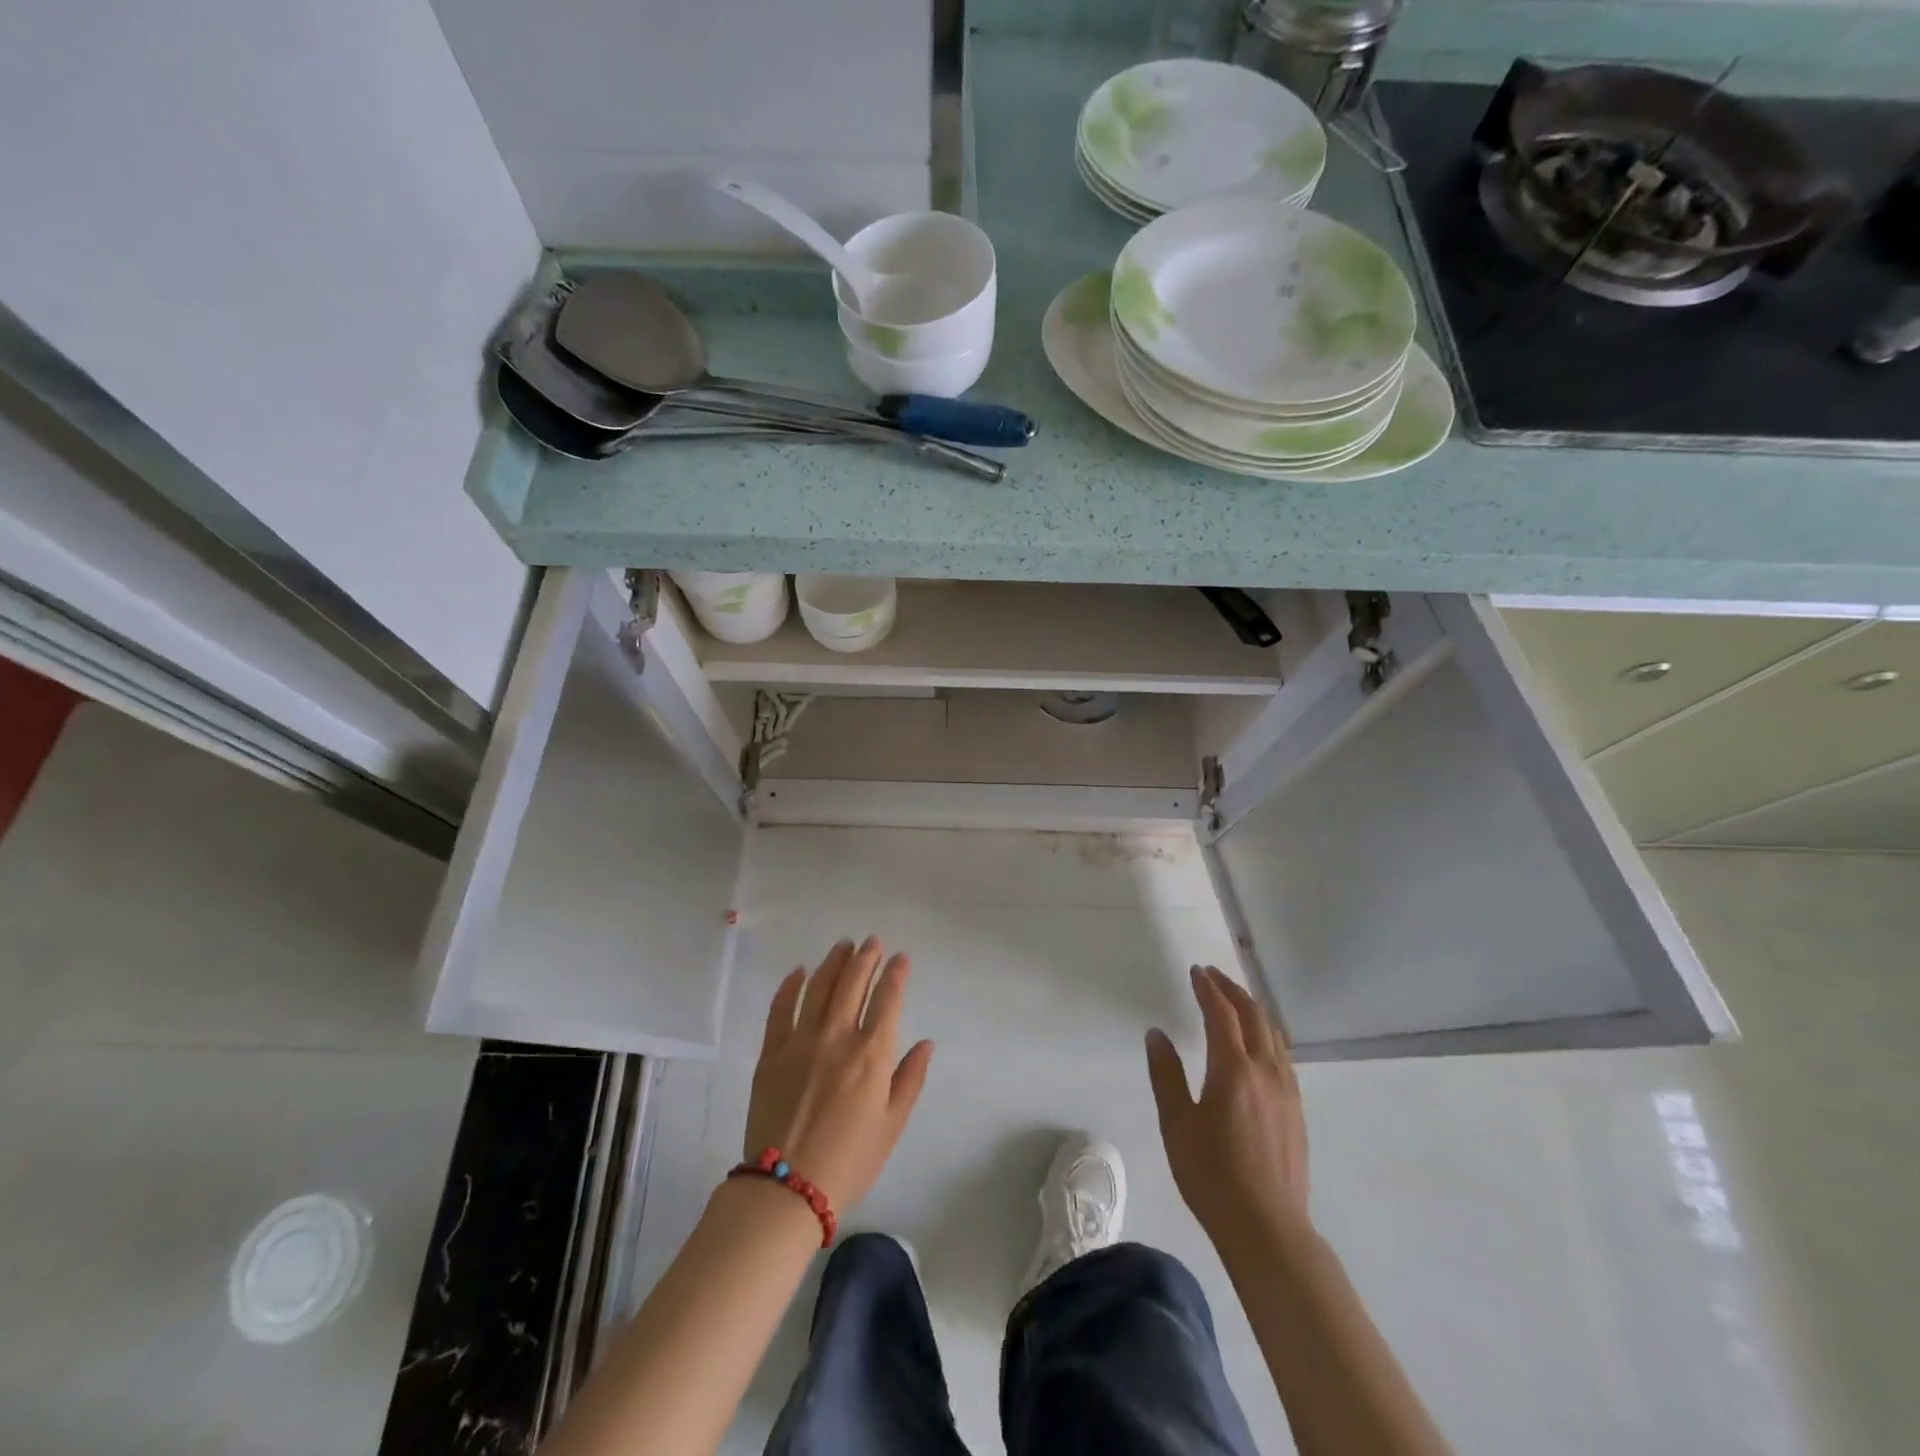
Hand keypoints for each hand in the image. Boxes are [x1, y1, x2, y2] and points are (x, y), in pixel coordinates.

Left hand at [742, 936, 934, 1214]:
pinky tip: (799, 971)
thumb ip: (910, 1079)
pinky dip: (790, 985)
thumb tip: (926, 1042)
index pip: (888, 998)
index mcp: (872, 1054)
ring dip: (834, 962)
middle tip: (872, 941)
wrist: (786, 1189)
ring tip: (843, 946)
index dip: (896, 973)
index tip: (900, 957)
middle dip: (866, 957)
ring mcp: (801, 1041)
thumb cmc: (849, 1161)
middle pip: (853, 982)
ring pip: (819, 986)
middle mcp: (838, 1036)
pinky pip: (780, 1008)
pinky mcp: (771, 1052)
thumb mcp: (892, 1125)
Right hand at [1147, 965, 1310, 1251]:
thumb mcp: (1176, 1124)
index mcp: (1234, 1069)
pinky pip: (1283, 1057)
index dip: (1208, 988)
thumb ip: (1166, 1074)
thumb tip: (1156, 1034)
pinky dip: (1267, 1035)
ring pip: (1273, 1035)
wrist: (1268, 1229)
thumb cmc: (1212, 1175)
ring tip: (1236, 1002)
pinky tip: (1259, 1047)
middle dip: (1233, 991)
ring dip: (1253, 1010)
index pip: (1221, 1014)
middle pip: (1253, 1016)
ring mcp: (1287, 1092)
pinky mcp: (1297, 1112)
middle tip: (1213, 976)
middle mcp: (1266, 1071)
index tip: (1196, 971)